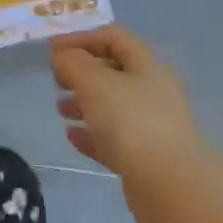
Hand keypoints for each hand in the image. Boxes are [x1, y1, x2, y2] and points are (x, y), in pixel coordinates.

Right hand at [50, 26, 202, 181]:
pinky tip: (73, 137)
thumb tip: (64, 57)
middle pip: (114, 72)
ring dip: (84, 103)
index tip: (53, 50)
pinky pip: (114, 138)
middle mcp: (153, 92)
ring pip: (113, 107)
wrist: (169, 184)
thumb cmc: (130, 121)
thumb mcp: (94, 81)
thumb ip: (73, 63)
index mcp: (147, 67)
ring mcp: (152, 126)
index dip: (82, 38)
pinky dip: (92, 134)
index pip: (114, 38)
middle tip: (56, 80)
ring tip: (60, 110)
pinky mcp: (146, 157)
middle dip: (82, 73)